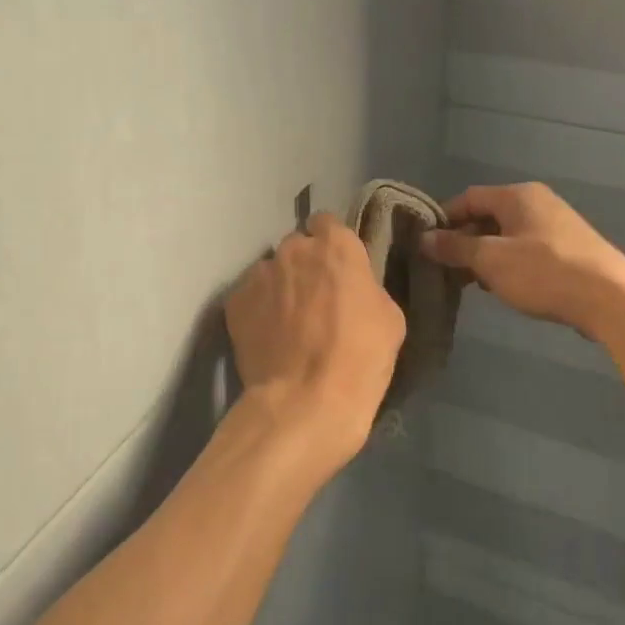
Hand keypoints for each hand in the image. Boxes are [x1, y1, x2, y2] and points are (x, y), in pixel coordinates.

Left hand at [225, 212, 406, 476]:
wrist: (305, 402)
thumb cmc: (360, 358)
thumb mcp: (390, 318)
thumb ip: (366, 287)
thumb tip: (353, 288)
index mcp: (336, 246)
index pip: (328, 222)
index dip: (331, 243)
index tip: (337, 267)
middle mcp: (294, 249)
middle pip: (297, 245)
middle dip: (304, 265)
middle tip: (314, 298)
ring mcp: (259, 273)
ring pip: (271, 270)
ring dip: (280, 287)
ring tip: (287, 323)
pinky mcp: (234, 301)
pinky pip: (250, 296)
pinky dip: (258, 310)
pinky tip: (268, 337)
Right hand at [420, 182, 624, 341]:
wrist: (611, 299)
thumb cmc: (544, 272)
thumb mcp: (491, 260)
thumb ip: (455, 248)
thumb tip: (424, 238)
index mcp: (517, 195)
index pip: (468, 198)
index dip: (444, 219)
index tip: (427, 244)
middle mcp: (537, 202)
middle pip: (488, 215)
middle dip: (464, 240)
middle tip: (446, 268)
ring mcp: (556, 225)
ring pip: (507, 234)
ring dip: (486, 255)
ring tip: (471, 282)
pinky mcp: (569, 249)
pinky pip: (527, 249)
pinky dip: (509, 263)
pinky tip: (504, 286)